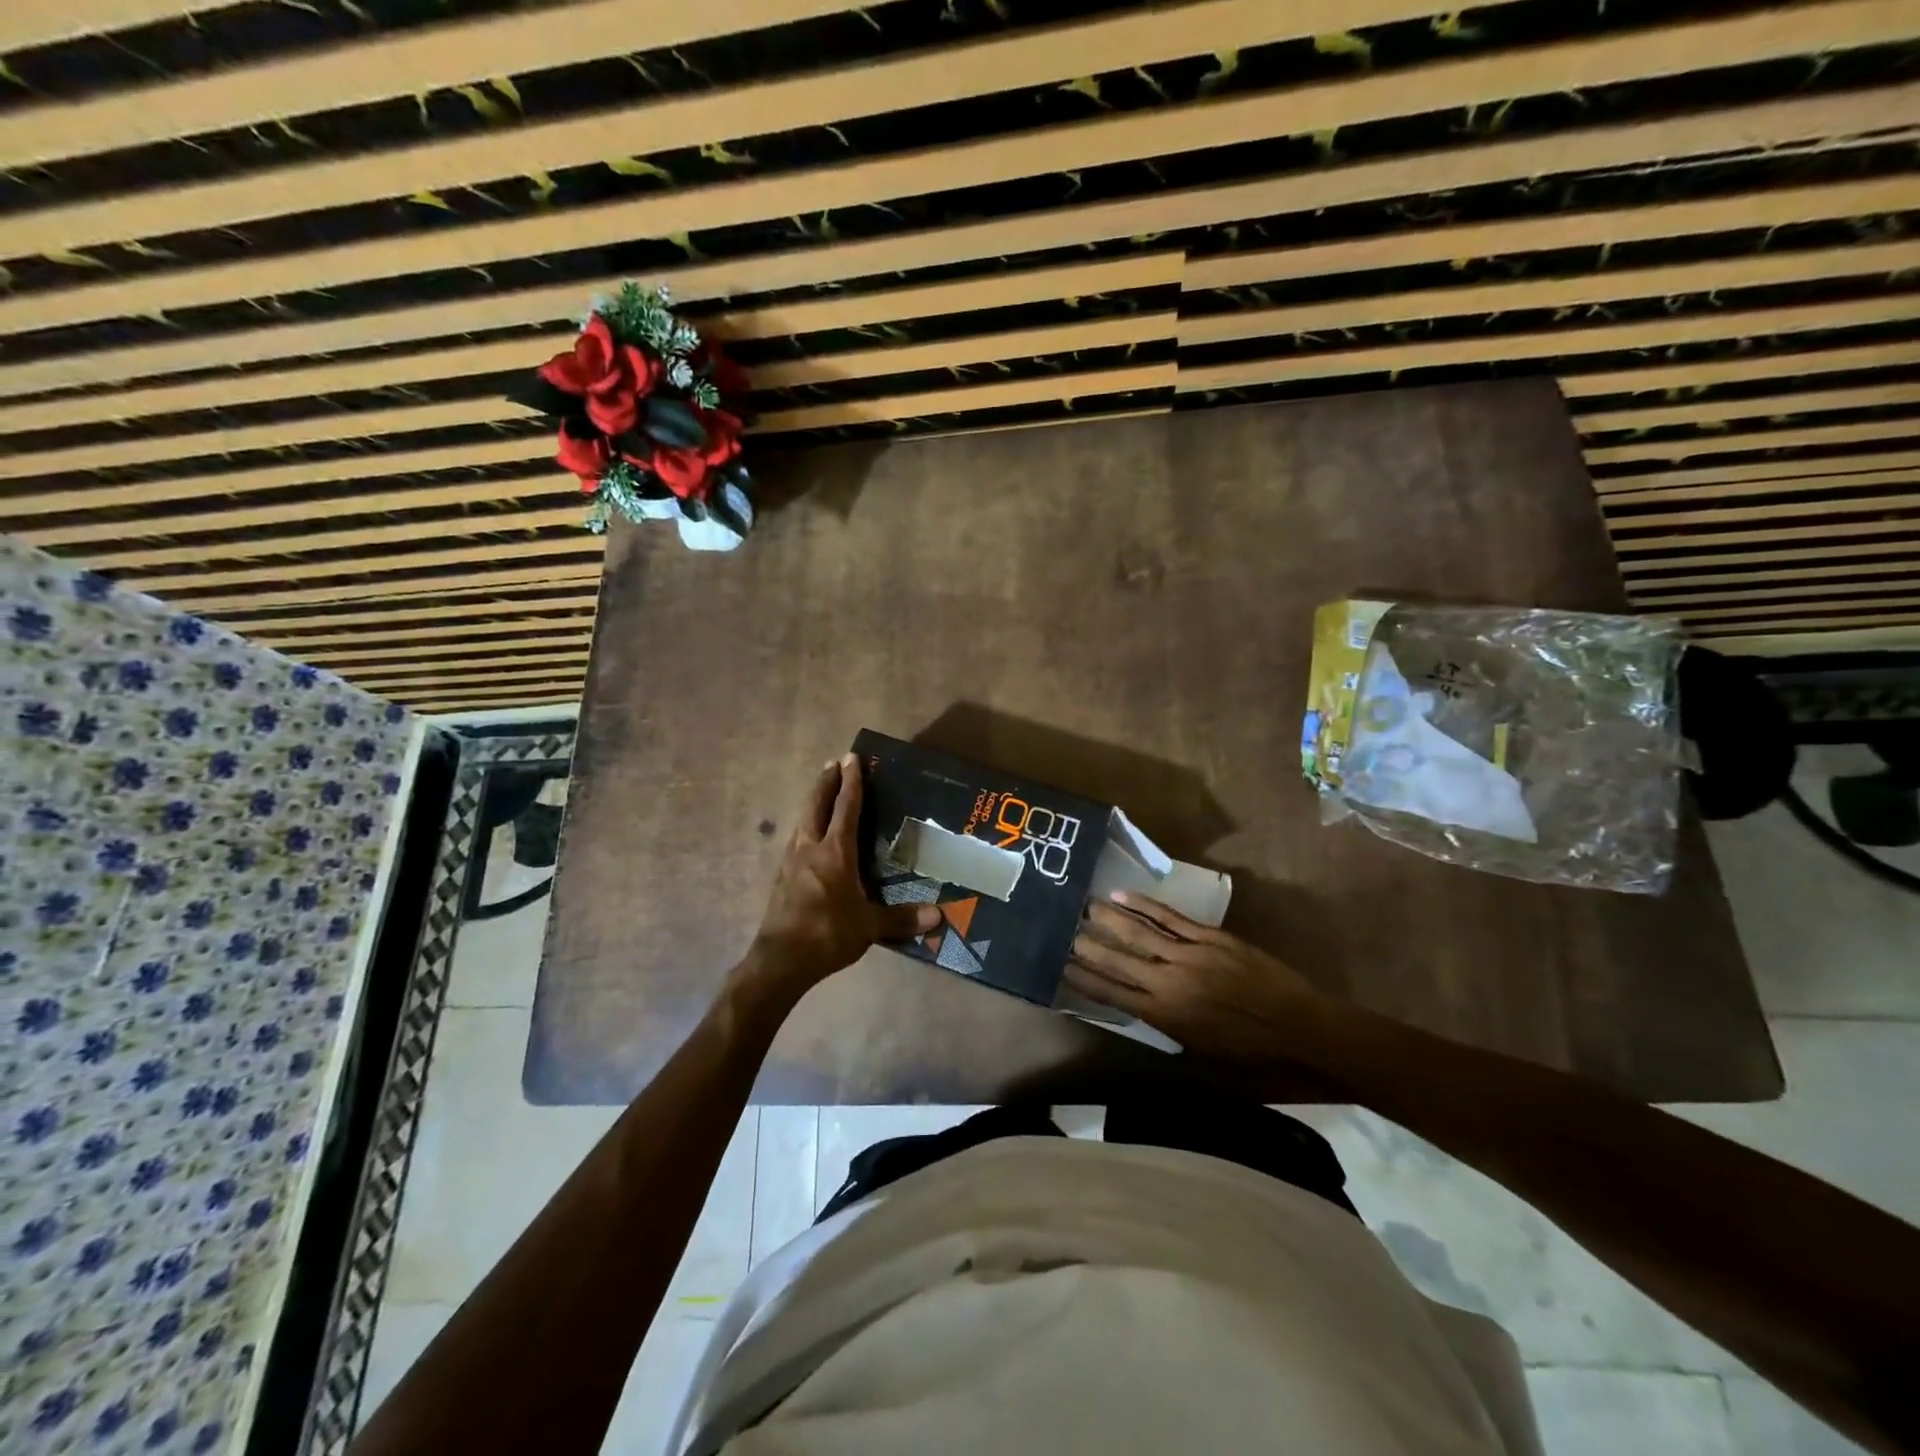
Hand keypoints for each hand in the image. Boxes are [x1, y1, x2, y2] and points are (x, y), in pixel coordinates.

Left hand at [744, 753, 939, 995]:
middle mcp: (810, 848)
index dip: (851, 782)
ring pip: (803, 821)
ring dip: (813, 802)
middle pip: (816, 805)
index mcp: (835, 852)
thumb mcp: (869, 927)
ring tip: (821, 793)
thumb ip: (902, 918)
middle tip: (833, 764)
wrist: (780, 960)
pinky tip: (808, 836)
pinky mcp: (782, 878)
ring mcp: (791, 862)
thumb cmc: (827, 934)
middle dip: (826, 783)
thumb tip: (938, 916)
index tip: (852, 758)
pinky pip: (796, 840)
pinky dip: (806, 826)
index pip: (846, 808)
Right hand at [1067, 893, 1326, 1062]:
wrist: (1302, 1027)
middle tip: (1063, 931)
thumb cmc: (1253, 1052)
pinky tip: (1123, 896)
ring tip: (1084, 906)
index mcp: (1166, 1016)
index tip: (1061, 967)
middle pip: (1119, 960)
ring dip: (1109, 919)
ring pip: (1139, 932)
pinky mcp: (1210, 937)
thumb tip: (1139, 1006)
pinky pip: (1169, 918)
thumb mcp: (1201, 1051)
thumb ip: (1167, 1026)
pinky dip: (1144, 905)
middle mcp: (1170, 982)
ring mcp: (1190, 955)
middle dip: (1088, 946)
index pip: (1113, 994)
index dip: (1084, 980)